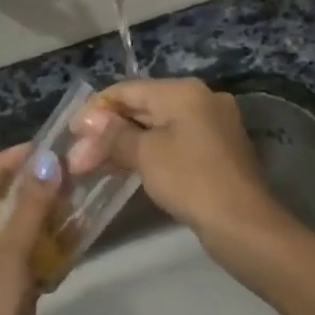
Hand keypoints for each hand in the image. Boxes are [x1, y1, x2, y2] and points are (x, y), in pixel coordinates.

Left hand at [0, 144, 62, 314]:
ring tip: (71, 192)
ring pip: (15, 226)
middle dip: (26, 185)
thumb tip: (48, 162)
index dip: (4, 163)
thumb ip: (30, 207)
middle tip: (60, 168)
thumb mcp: (10, 253)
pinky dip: (47, 238)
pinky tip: (73, 229)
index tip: (37, 148)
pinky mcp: (8, 286)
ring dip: (40, 210)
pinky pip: (27, 250)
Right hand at [66, 78, 288, 258]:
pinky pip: (173, 143)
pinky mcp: (216, 151)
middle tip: (78, 156)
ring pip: (157, 127)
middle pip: (143, 107)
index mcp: (184, 91)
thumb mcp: (146, 155)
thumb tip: (88, 121)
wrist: (243, 224)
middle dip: (108, 131)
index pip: (128, 90)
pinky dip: (148, 153)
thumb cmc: (190, 179)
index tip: (71, 134)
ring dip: (125, 144)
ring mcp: (212, 125)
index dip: (96, 110)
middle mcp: (201, 99)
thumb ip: (114, 135)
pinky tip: (126, 169)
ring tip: (93, 165)